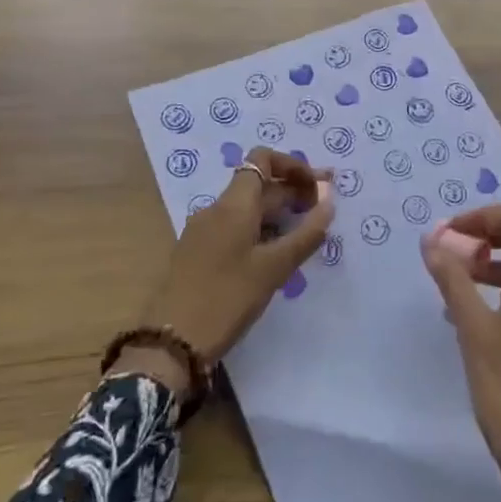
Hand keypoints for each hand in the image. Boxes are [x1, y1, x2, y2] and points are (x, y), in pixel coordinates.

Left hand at [121, 149, 333, 388]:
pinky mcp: (199, 253)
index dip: (292, 165)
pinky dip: (261, 230)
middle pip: (258, 185)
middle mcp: (216, 209)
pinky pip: (236, 228)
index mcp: (233, 204)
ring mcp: (204, 231)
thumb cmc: (226, 298)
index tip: (318, 187)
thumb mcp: (273, 268)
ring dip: (278, 213)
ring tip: (306, 234)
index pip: (262, 159)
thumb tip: (329, 201)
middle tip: (324, 211)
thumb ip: (306, 234)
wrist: (171, 342)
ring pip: (247, 209)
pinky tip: (276, 254)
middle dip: (293, 191)